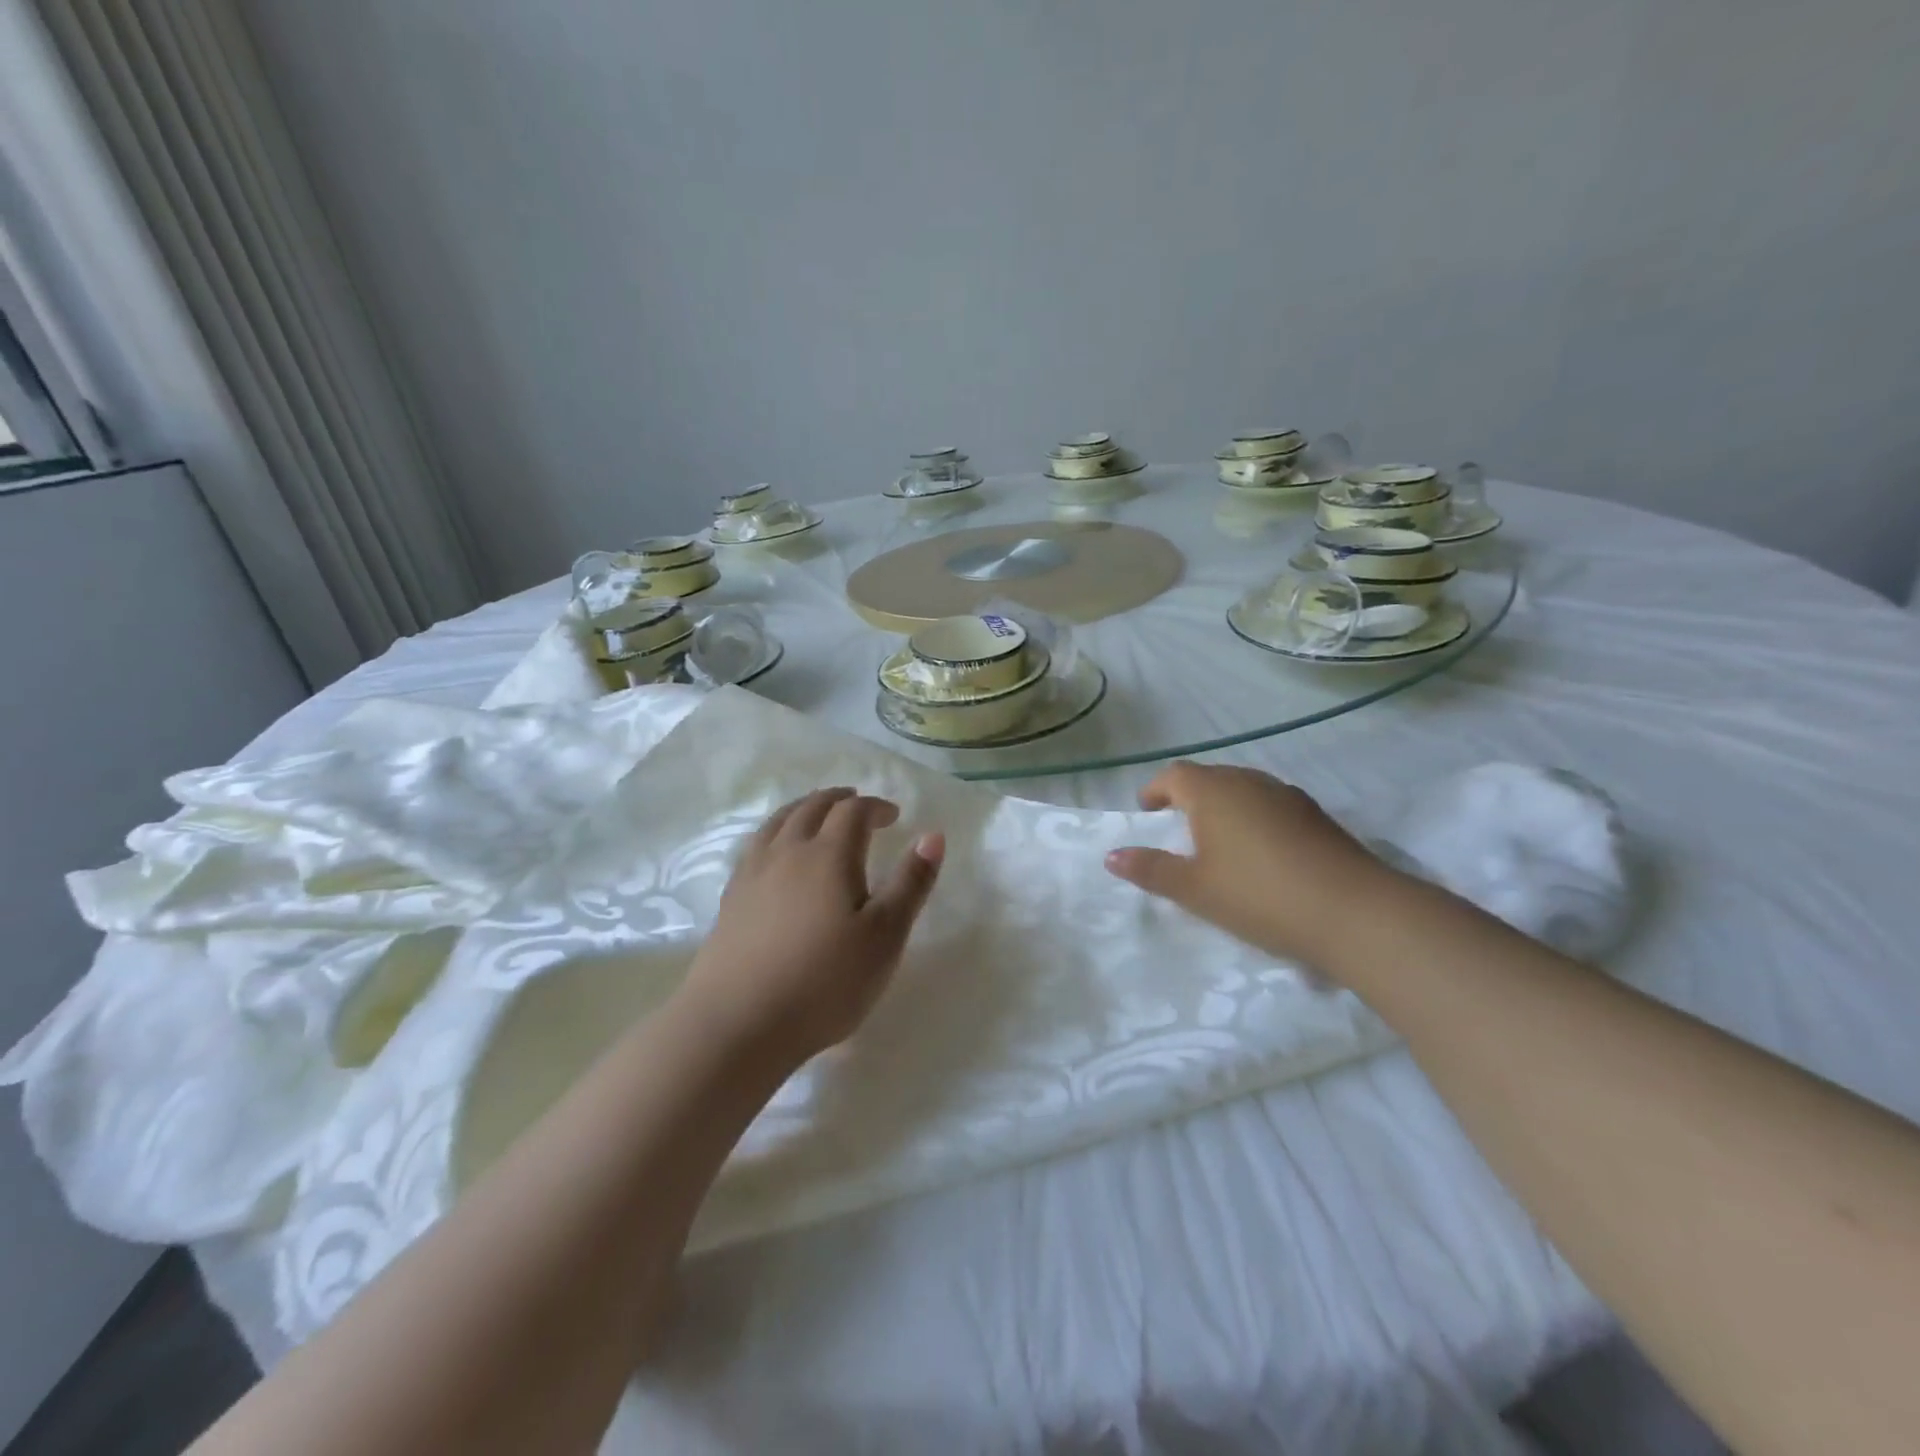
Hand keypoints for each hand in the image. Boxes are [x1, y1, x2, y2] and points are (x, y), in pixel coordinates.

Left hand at [678, 788, 943, 1064]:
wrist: (738, 1023)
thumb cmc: (825, 981)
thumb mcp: (885, 936)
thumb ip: (911, 883)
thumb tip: (933, 836)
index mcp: (828, 854)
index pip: (853, 812)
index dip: (876, 807)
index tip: (894, 816)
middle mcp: (787, 852)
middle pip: (811, 807)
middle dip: (838, 800)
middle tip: (856, 804)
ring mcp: (752, 874)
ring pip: (778, 822)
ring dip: (803, 809)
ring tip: (815, 815)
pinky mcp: (730, 899)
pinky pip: (755, 847)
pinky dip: (775, 834)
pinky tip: (776, 855)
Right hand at [1104, 762, 1402, 967]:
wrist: (1354, 911)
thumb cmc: (1258, 895)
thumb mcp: (1195, 889)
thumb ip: (1151, 870)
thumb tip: (1112, 855)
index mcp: (1213, 792)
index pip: (1174, 775)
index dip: (1155, 790)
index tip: (1146, 812)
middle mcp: (1249, 782)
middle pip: (1209, 778)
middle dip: (1188, 797)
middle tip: (1177, 829)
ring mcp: (1288, 795)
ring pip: (1243, 790)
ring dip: (1223, 808)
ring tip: (1217, 843)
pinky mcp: (1316, 816)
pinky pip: (1271, 806)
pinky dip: (1254, 819)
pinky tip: (1261, 855)